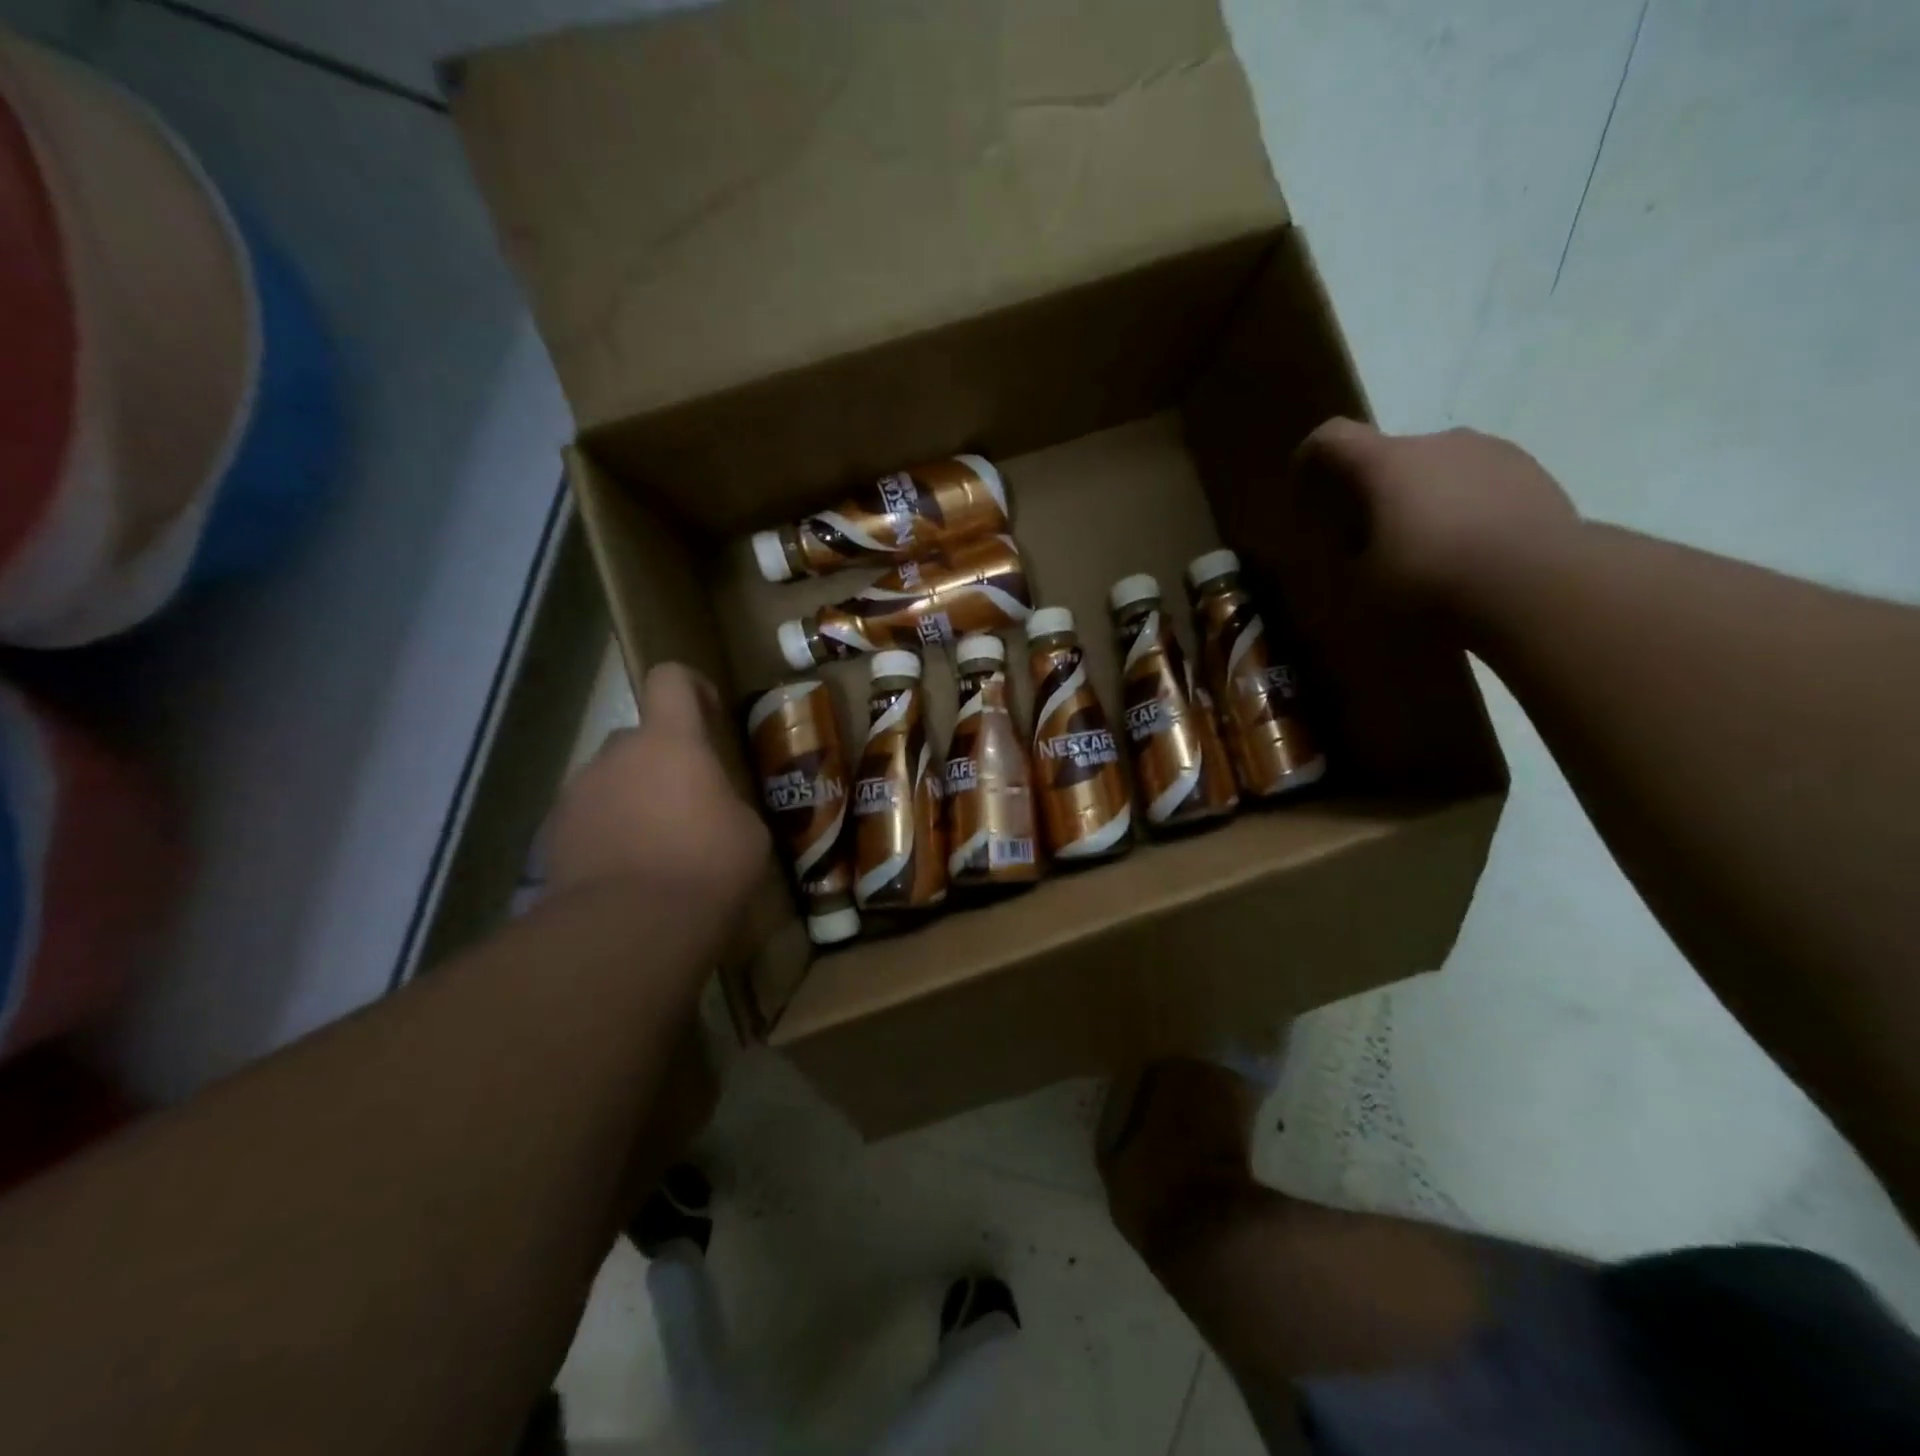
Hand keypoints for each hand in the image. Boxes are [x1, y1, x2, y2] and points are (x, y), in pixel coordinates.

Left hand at [548, 663, 768, 912]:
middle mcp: (616, 755)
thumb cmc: (707, 867)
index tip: (709, 714)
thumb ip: (726, 804)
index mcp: (670, 742)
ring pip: (610, 780)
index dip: (691, 686)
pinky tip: (626, 872)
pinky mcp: (552, 835)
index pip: (670, 680)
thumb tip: (714, 810)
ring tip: (656, 847)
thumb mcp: (747, 832)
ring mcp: (577, 794)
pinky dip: (607, 833)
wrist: (629, 928)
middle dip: (662, 761)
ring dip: (632, 798)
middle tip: (688, 803)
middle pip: (638, 738)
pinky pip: (587, 818)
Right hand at [1292, 420, 1579, 613]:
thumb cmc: (1430, 579)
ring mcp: (1491, 451)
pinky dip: (1464, 506)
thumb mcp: (1363, 585)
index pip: (1331, 438)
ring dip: (1422, 497)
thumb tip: (1351, 549)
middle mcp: (1437, 441)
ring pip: (1438, 467)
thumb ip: (1348, 557)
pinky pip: (1479, 482)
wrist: (1539, 583)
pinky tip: (1469, 549)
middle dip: (1373, 490)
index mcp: (1386, 462)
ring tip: (1426, 547)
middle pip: (1388, 455)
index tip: (1305, 492)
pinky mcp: (1533, 471)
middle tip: (1369, 538)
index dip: (1310, 459)